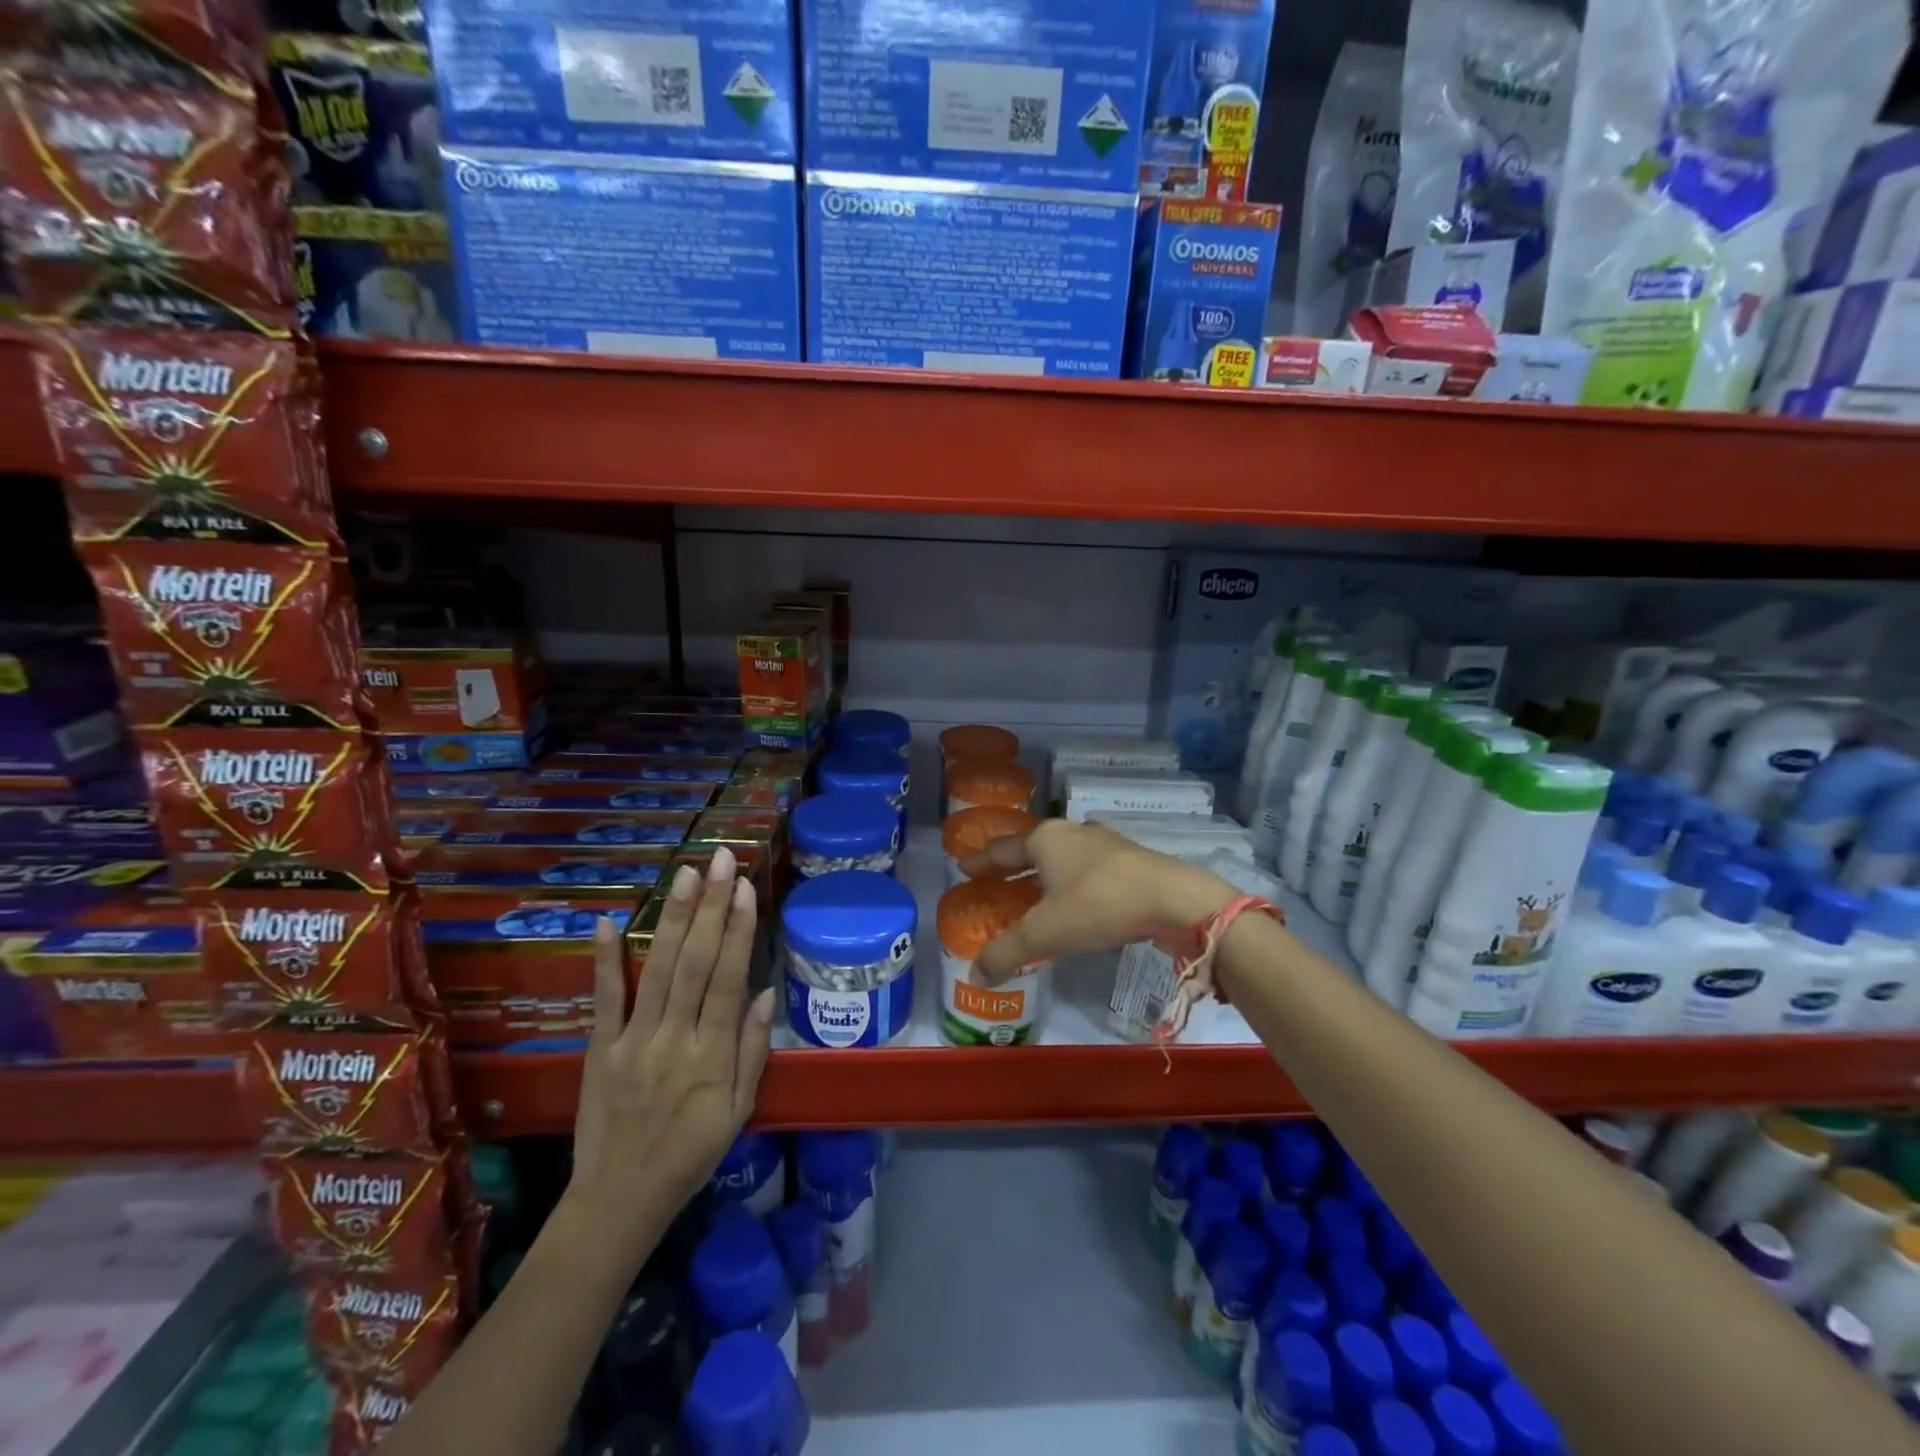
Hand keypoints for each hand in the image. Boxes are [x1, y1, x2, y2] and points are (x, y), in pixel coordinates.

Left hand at [567, 847, 775, 1264]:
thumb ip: (754, 1051)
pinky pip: (604, 999)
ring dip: (673, 919)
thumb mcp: (740, 1112)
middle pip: (696, 963)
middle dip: (711, 907)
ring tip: (686, 875)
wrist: (620, 1200)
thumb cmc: (692, 1154)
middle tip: (721, 861)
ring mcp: (633, 1041)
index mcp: (712, 1056)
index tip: (746, 889)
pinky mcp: (598, 1049)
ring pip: (658, 970)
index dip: (739, 931)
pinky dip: (605, 960)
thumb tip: (766, 992)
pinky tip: (609, 921)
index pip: (729, 980)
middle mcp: (674, 1039)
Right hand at [960, 820, 1235, 984]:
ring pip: (1061, 858)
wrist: (1174, 899)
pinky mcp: (1128, 859)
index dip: (980, 861)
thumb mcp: (1046, 932)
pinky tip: (1075, 903)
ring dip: (1043, 875)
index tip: (963, 868)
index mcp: (1045, 840)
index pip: (1002, 849)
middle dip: (1011, 868)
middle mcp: (1071, 833)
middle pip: (1031, 850)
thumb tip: (974, 977)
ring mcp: (1103, 843)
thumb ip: (1007, 953)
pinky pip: (1085, 869)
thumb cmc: (1099, 905)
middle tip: (993, 885)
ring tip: (1032, 897)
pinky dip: (1070, 883)